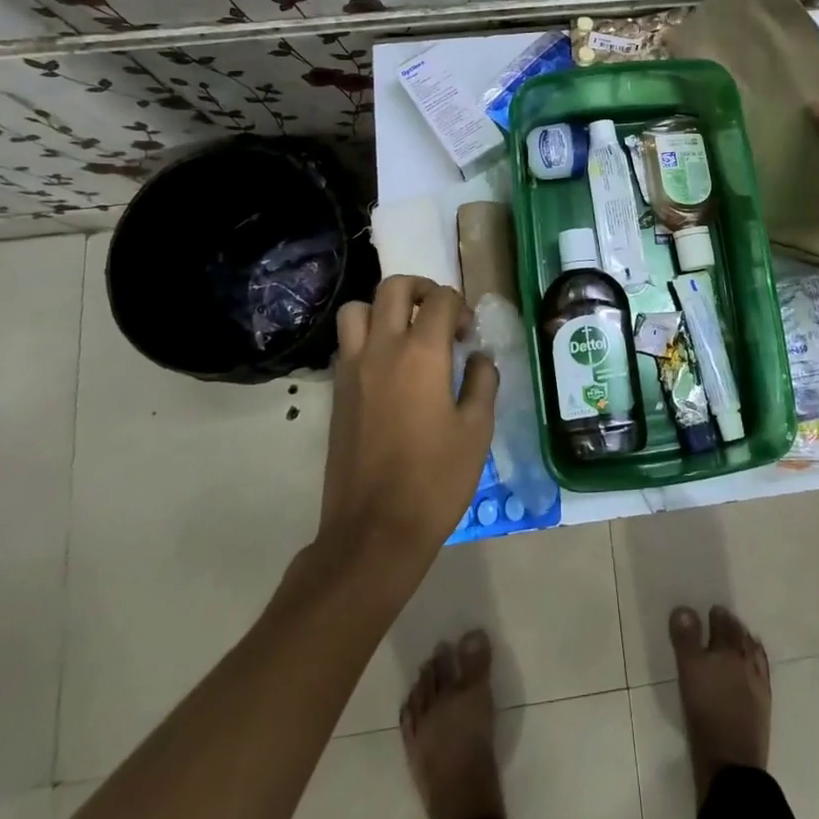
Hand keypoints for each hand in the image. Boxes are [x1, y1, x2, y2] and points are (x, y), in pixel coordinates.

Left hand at [317, 276, 496, 566]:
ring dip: (384, 309)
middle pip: (394, 288)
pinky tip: (388, 368)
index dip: (460, 307)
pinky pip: (347, 343)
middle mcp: (382, 349)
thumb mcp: (477, 430)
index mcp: (421, 354)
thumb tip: (477, 358)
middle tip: (439, 316)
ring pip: (358, 309)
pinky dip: (367, 338)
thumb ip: (481, 382)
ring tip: (406, 334)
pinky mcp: (337, 392)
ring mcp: (352, 369)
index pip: (440, 300)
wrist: (374, 530)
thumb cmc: (435, 479)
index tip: (469, 334)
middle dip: (421, 290)